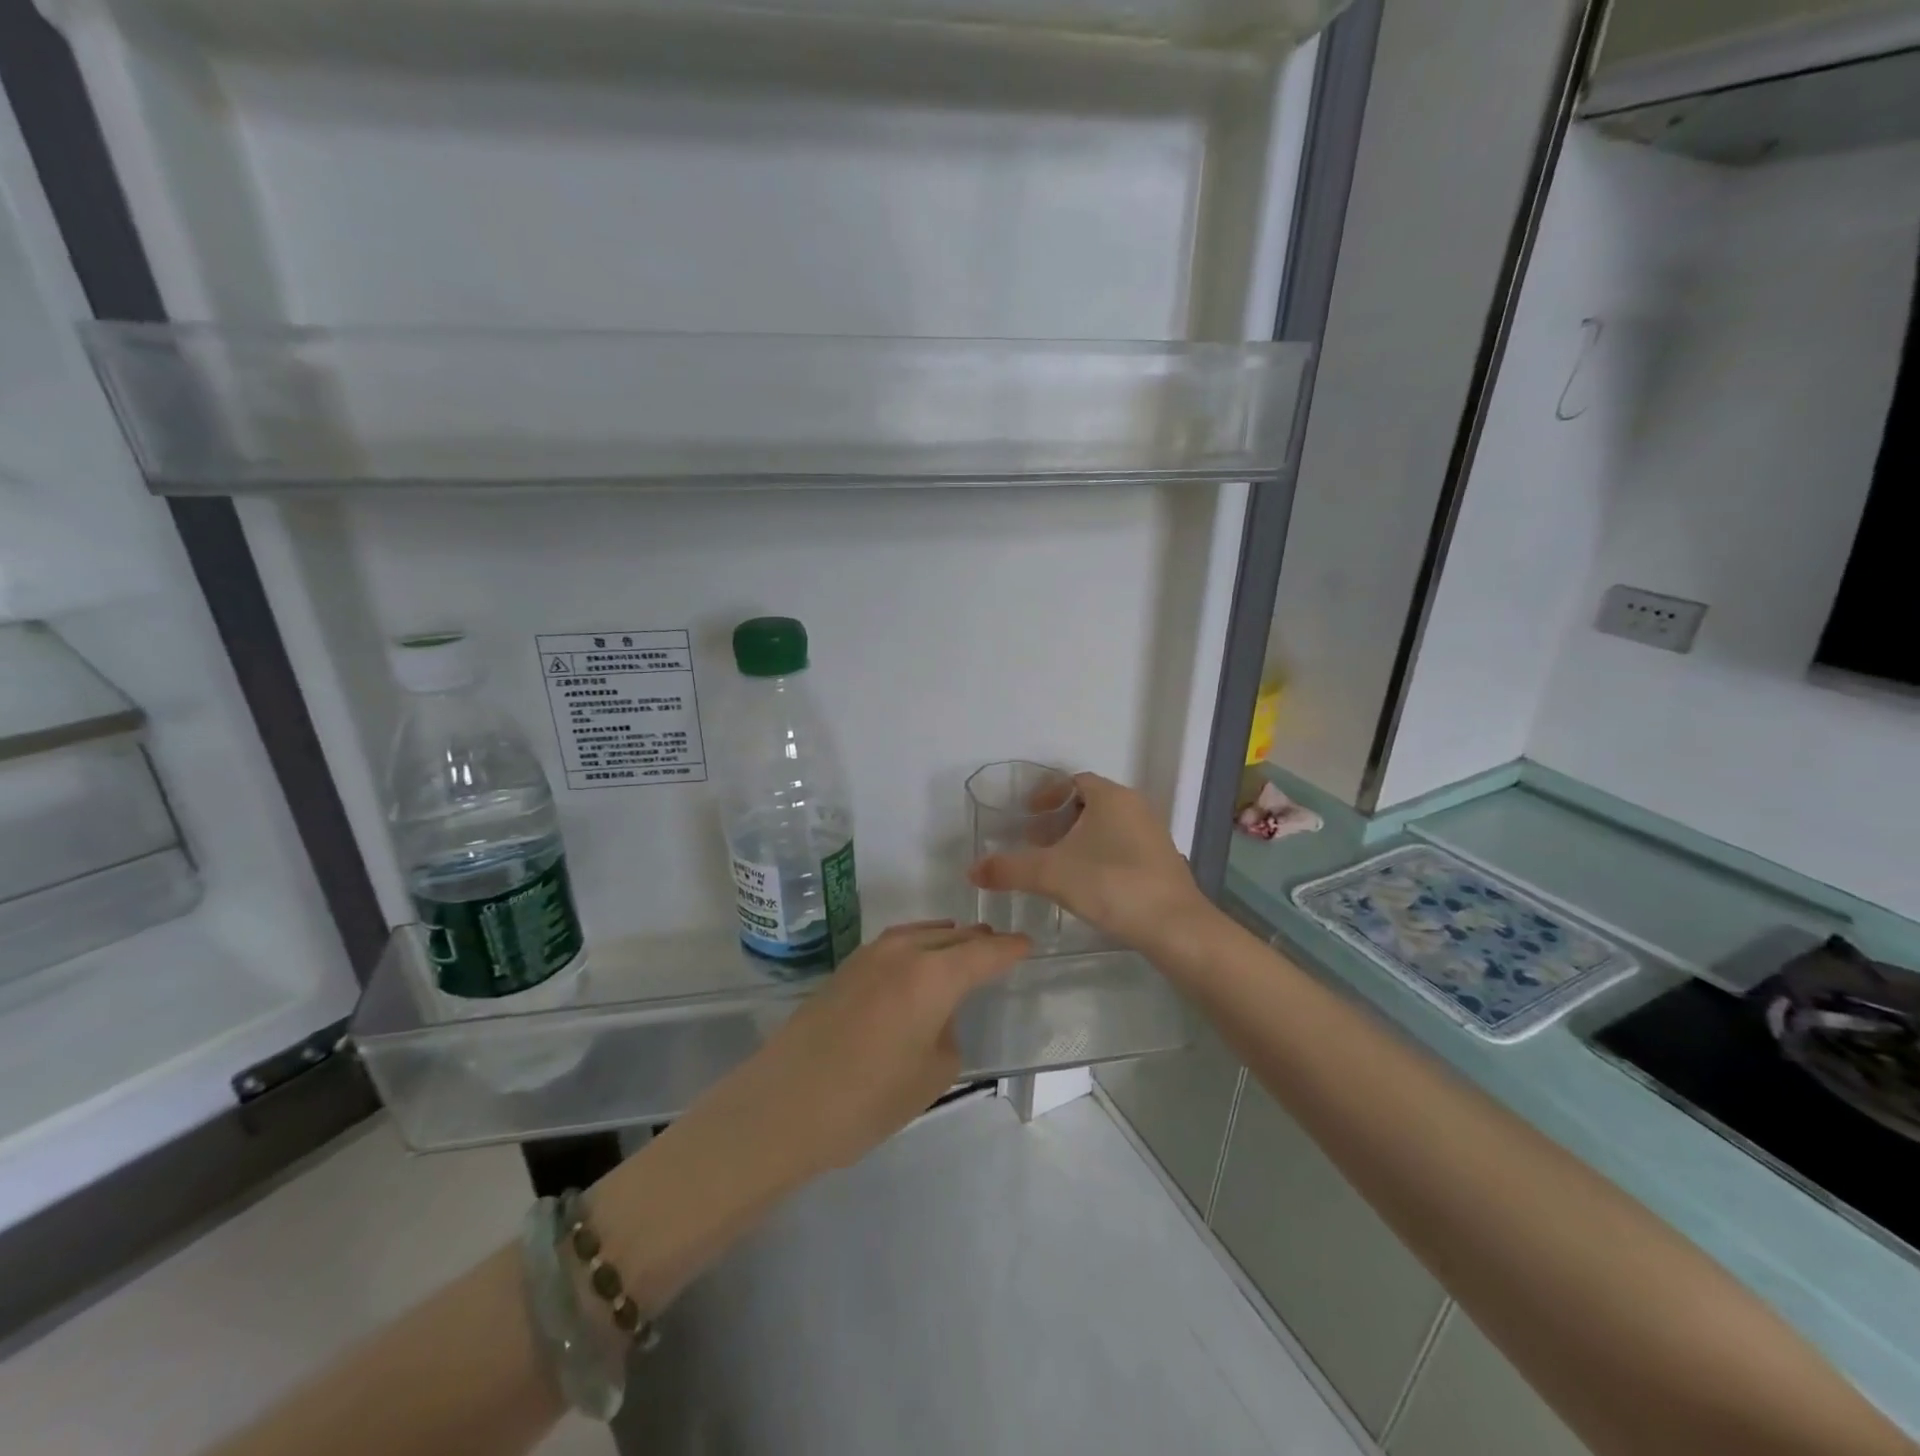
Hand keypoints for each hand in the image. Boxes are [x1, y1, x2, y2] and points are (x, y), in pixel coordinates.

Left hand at [685, 920, 1030, 1181]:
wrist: (783, 1105)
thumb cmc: (868, 1098)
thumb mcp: (932, 1074)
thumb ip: (948, 1033)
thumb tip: (938, 1016)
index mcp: (933, 973)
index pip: (984, 951)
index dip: (1010, 949)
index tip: (1028, 946)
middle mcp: (903, 951)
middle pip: (953, 936)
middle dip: (979, 941)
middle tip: (1000, 948)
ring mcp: (869, 956)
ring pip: (921, 934)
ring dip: (946, 939)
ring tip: (963, 948)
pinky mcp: (845, 969)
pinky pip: (896, 945)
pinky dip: (918, 946)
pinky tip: (918, 965)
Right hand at [966, 772, 1215, 954]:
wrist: (1175, 927)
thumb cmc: (1111, 885)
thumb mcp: (1051, 874)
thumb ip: (1009, 869)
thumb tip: (972, 870)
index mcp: (1112, 797)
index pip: (1073, 781)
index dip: (1046, 795)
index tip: (1027, 816)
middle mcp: (1135, 807)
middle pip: (1089, 803)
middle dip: (1059, 819)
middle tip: (1035, 841)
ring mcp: (1152, 834)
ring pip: (1106, 826)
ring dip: (1079, 839)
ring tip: (1056, 865)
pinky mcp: (1161, 862)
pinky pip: (1121, 846)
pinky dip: (1098, 855)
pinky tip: (1086, 884)